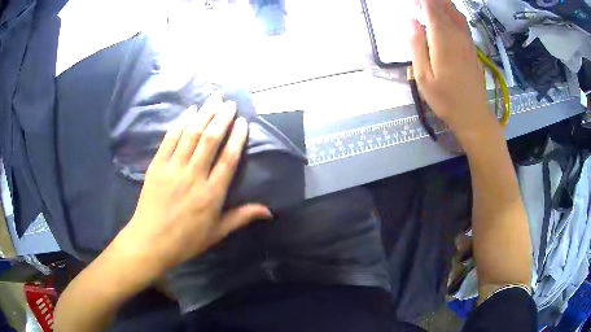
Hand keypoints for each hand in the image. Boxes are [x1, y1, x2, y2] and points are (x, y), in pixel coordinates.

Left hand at [117, 95, 271, 271]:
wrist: (151, 241)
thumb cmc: (186, 240)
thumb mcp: (217, 233)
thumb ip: (242, 217)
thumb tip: (270, 211)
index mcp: (211, 194)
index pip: (228, 159)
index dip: (237, 138)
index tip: (243, 122)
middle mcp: (193, 176)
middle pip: (210, 140)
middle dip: (222, 118)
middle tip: (230, 103)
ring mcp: (173, 168)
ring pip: (191, 135)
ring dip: (204, 114)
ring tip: (214, 99)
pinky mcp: (157, 165)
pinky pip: (170, 139)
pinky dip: (180, 123)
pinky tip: (189, 111)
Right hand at [409, 0, 499, 143]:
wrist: (474, 116)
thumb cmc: (446, 99)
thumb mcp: (423, 76)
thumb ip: (416, 45)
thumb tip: (411, 20)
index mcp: (443, 40)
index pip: (432, 7)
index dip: (422, 0)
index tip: (412, 2)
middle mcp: (457, 35)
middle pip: (445, 6)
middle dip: (431, 0)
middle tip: (418, 4)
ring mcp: (467, 41)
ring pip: (455, 12)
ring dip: (441, 4)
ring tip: (428, 5)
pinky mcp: (472, 47)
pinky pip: (462, 22)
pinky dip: (451, 13)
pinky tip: (444, 16)